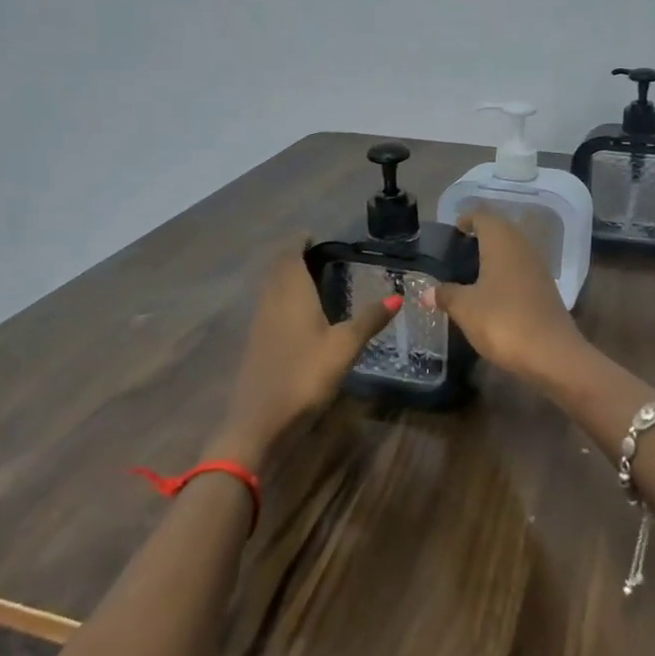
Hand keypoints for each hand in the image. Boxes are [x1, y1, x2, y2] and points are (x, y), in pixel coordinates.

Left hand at [211, 240, 397, 465]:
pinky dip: (283, 299)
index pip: (289, 254)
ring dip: (287, 278)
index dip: (299, 241)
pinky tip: (301, 314)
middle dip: (293, 257)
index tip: (313, 235)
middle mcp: (271, 301)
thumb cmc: (305, 375)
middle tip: (319, 256)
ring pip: (271, 288)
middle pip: (278, 269)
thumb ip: (369, 319)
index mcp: (290, 292)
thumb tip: (397, 296)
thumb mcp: (344, 347)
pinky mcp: (257, 343)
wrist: (260, 420)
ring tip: (313, 279)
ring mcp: (260, 323)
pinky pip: (270, 307)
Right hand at [427, 211, 584, 380]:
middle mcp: (523, 248)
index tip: (455, 228)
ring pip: (514, 250)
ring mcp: (538, 269)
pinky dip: (506, 273)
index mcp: (502, 243)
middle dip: (483, 234)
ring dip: (496, 254)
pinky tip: (494, 291)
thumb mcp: (465, 309)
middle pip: (502, 230)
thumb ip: (445, 295)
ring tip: (474, 268)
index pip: (484, 217)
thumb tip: (426, 292)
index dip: (469, 218)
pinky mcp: (546, 291)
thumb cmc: (503, 322)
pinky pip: (522, 271)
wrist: (552, 354)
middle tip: (461, 247)